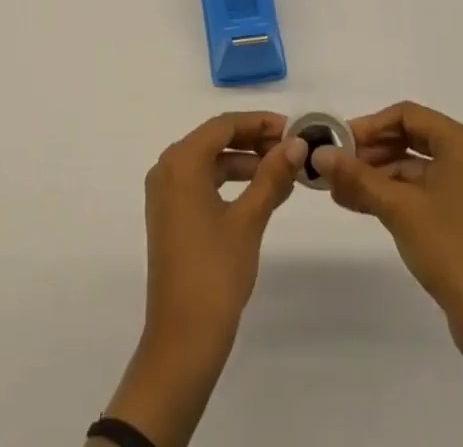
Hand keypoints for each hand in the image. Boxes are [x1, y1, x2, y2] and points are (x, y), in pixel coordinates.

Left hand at [103, 113, 304, 446]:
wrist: (182, 340)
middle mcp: (167, 168)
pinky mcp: (169, 214)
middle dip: (254, 140)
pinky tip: (258, 193)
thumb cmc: (215, 272)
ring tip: (282, 171)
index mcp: (181, 161)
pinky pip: (201, 182)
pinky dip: (229, 181)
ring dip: (244, 161)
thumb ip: (272, 177)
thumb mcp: (249, 220)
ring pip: (209, 160)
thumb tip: (297, 145)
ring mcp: (165, 192)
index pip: (225, 125)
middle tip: (292, 149)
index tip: (293, 129)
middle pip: (215, 139)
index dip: (260, 122)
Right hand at [311, 101, 462, 346]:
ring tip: (340, 190)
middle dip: (371, 152)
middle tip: (337, 166)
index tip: (340, 142)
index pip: (407, 115)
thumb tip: (319, 153)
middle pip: (411, 138)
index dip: (370, 125)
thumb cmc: (451, 249)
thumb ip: (357, 176)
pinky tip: (362, 205)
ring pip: (415, 167)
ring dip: (378, 176)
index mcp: (462, 143)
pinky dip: (395, 194)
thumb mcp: (398, 208)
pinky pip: (424, 190)